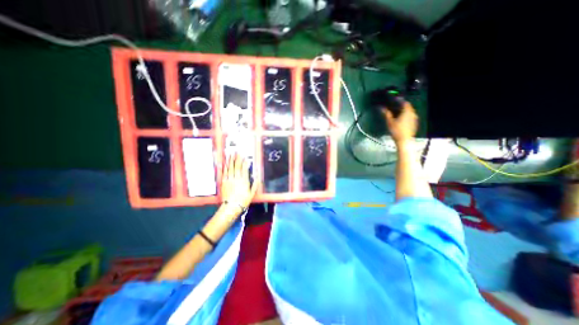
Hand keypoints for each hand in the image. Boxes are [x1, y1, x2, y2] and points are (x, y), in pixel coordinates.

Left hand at [221, 152, 258, 211]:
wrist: (231, 207)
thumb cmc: (243, 200)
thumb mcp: (252, 193)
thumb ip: (255, 184)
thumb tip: (257, 175)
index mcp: (244, 181)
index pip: (244, 169)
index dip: (244, 162)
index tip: (245, 156)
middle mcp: (236, 178)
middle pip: (236, 166)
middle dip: (237, 158)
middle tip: (236, 151)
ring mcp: (229, 179)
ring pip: (230, 168)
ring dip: (230, 160)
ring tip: (230, 154)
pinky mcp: (224, 182)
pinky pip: (224, 173)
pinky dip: (224, 167)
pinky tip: (224, 163)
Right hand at [384, 102, 416, 143]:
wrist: (404, 140)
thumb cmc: (396, 130)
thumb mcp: (390, 122)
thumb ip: (387, 114)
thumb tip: (382, 108)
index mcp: (407, 111)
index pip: (405, 103)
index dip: (400, 101)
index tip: (394, 102)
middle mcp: (413, 114)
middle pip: (408, 108)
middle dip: (401, 107)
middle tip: (394, 108)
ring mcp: (414, 119)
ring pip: (409, 113)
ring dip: (404, 112)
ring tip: (396, 114)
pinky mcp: (414, 124)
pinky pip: (410, 117)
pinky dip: (406, 117)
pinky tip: (400, 120)